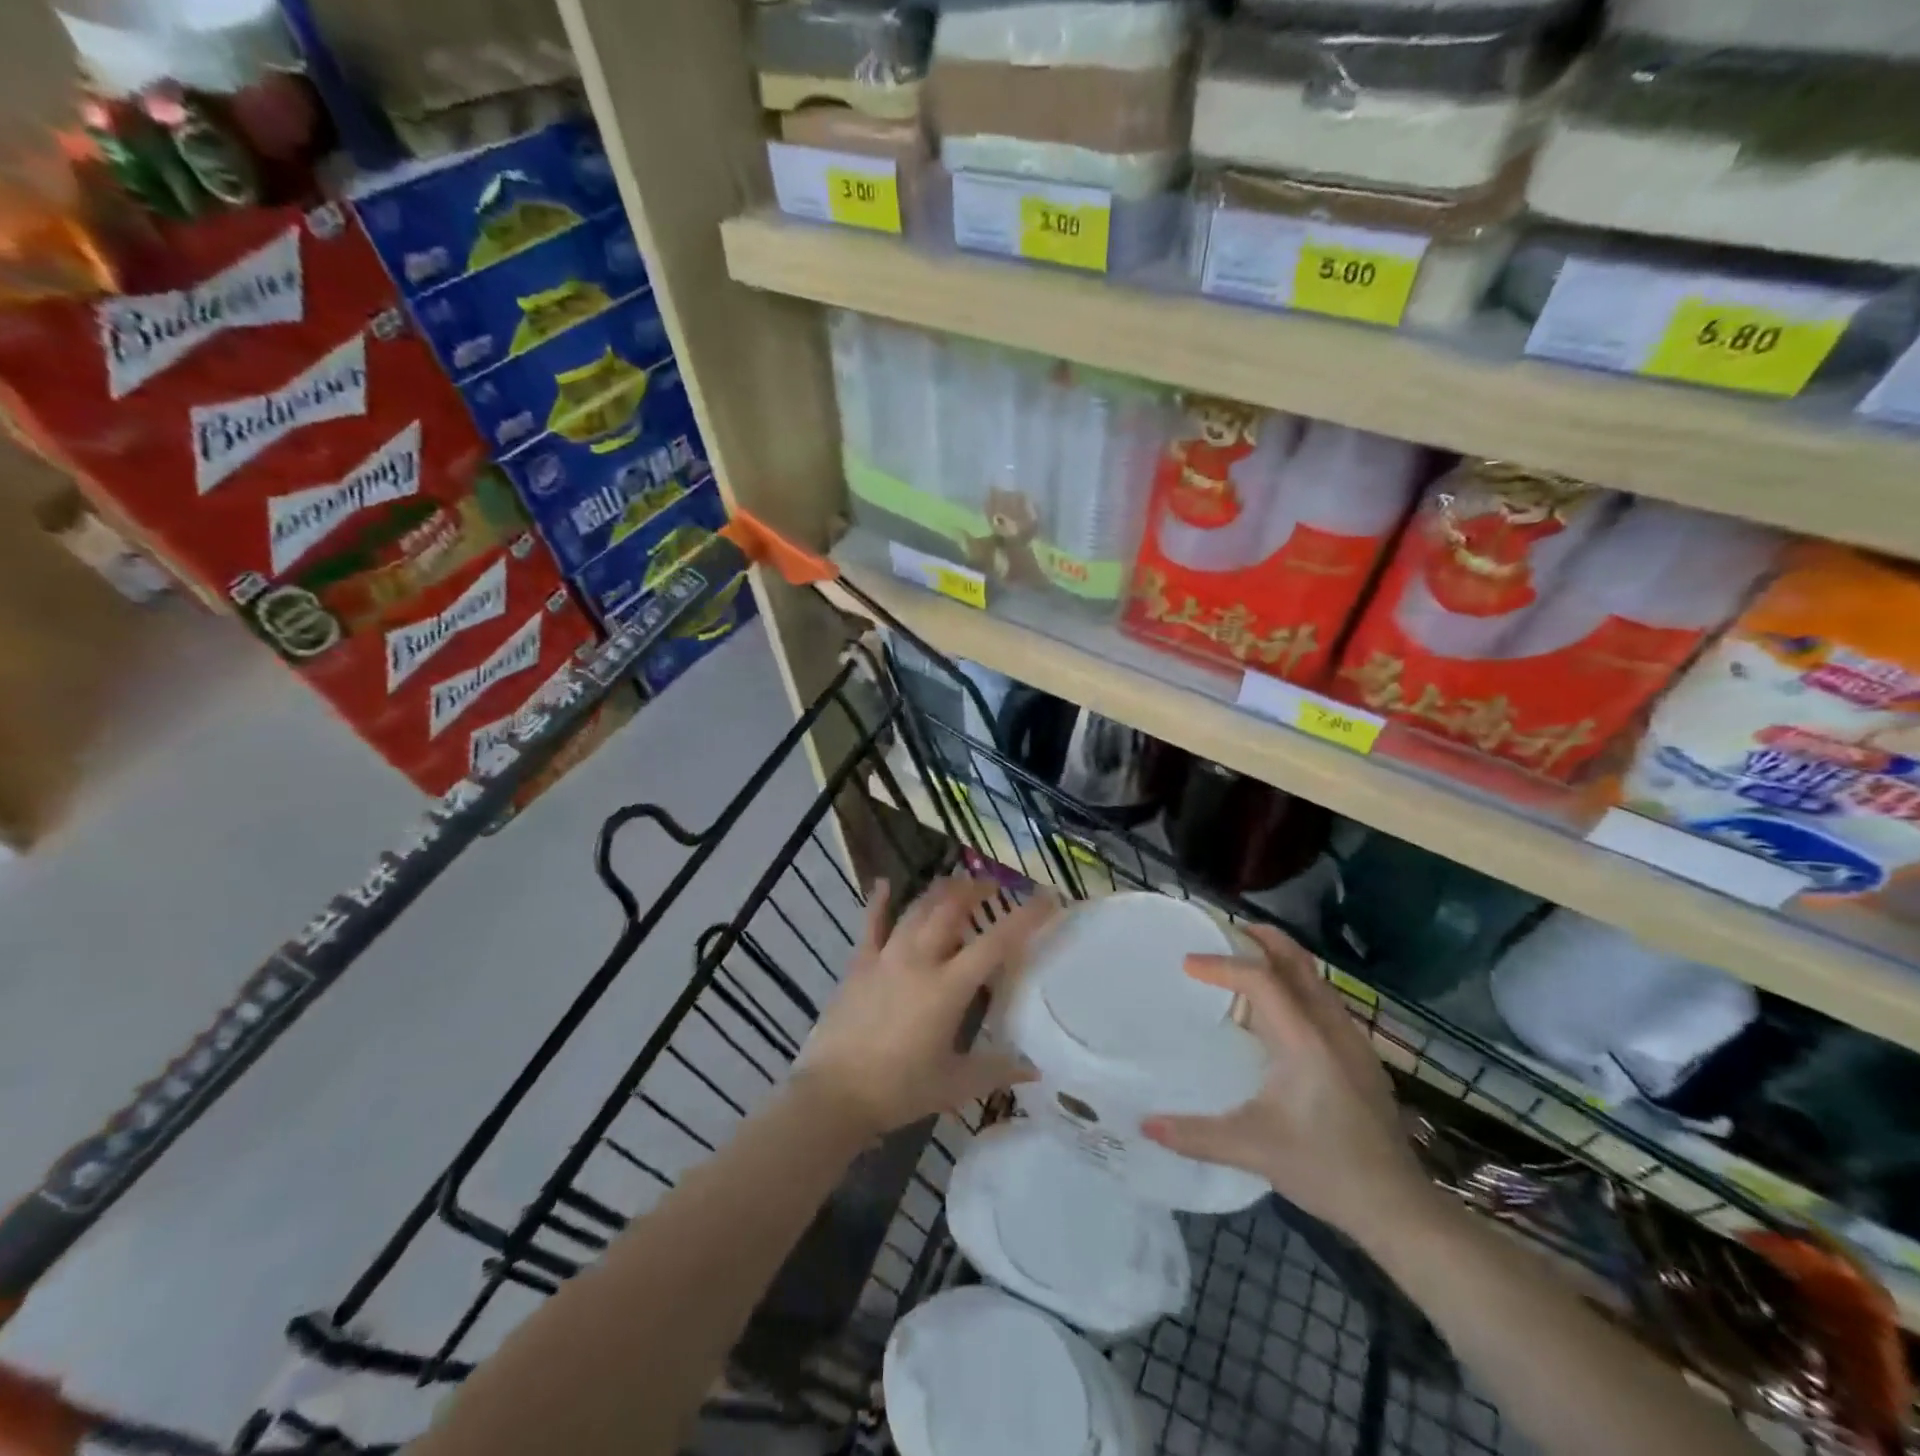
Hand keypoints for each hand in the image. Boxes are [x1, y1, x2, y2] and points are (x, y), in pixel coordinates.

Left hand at [795, 875, 1054, 1138]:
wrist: (833, 1094)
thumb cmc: (899, 1090)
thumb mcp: (955, 1084)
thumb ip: (997, 1071)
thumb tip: (1035, 1070)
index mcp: (948, 988)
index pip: (996, 943)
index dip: (1025, 917)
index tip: (1047, 897)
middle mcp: (919, 960)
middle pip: (951, 909)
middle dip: (975, 890)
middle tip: (993, 886)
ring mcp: (885, 957)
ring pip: (917, 910)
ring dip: (940, 892)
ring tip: (957, 883)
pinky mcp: (859, 964)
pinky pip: (871, 924)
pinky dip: (880, 902)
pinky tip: (884, 884)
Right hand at [1141, 925, 1431, 1250]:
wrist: (1398, 1207)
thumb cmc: (1324, 1168)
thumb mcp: (1252, 1149)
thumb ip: (1194, 1134)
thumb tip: (1145, 1124)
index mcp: (1304, 1039)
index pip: (1260, 979)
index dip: (1222, 965)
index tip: (1187, 965)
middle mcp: (1331, 1027)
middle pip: (1297, 961)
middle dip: (1261, 939)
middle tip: (1224, 932)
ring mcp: (1352, 1040)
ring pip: (1314, 978)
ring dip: (1280, 961)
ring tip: (1244, 965)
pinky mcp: (1360, 1056)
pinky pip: (1323, 1000)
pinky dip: (1294, 986)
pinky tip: (1276, 1015)